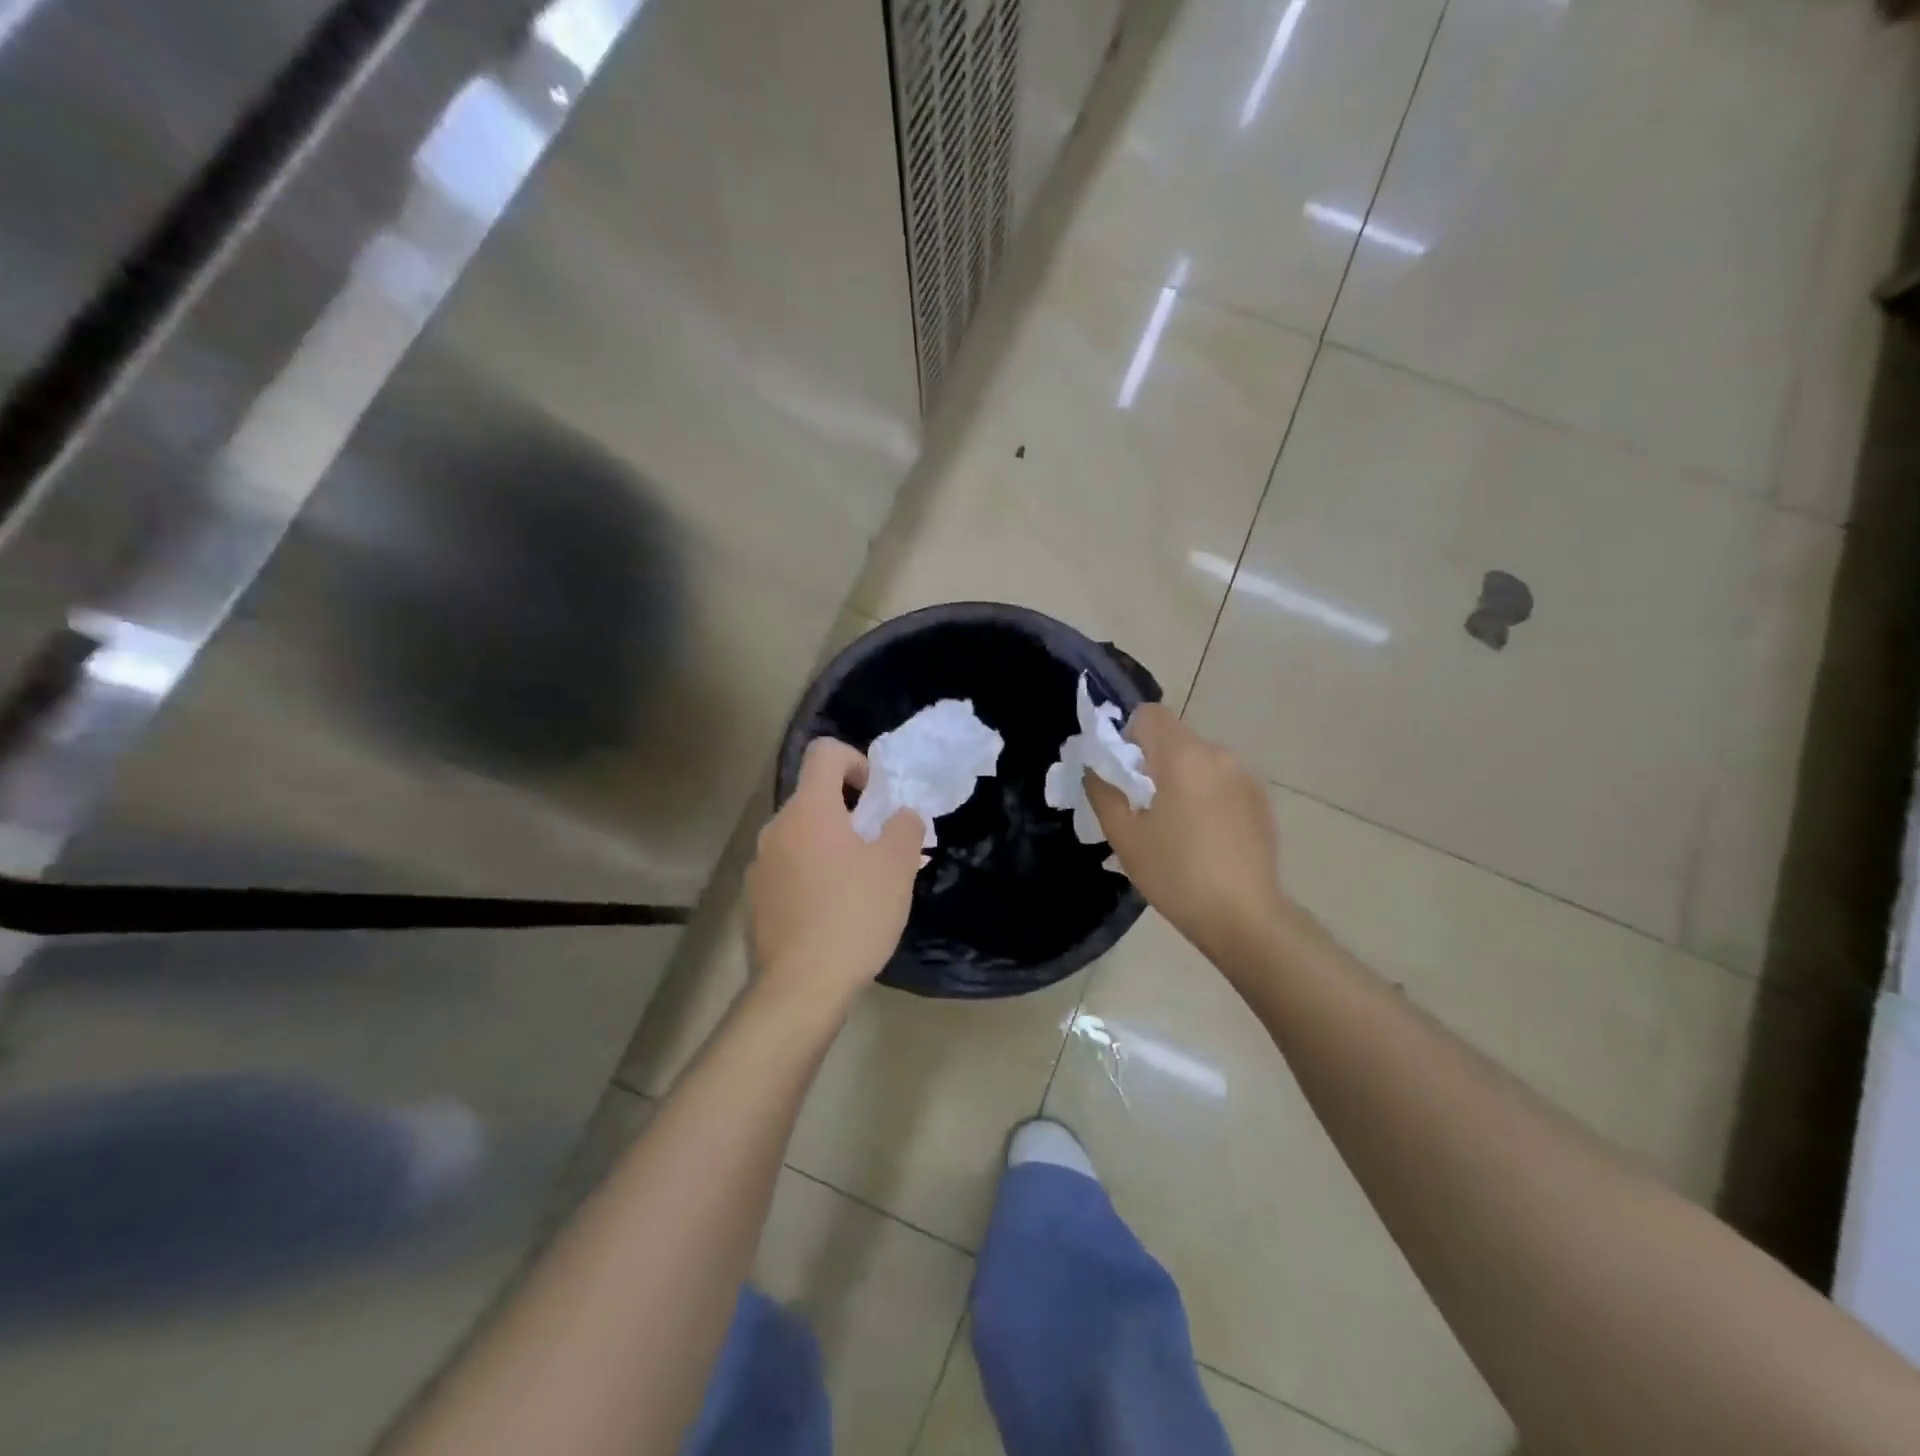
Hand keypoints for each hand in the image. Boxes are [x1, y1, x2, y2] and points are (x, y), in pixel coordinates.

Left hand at [747, 738, 924, 1008]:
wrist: (800, 987)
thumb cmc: (854, 915)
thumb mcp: (896, 867)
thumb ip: (904, 827)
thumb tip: (900, 816)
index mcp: (809, 809)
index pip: (824, 753)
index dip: (855, 761)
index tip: (875, 797)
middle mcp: (776, 828)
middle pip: (814, 798)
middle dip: (849, 814)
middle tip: (879, 849)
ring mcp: (760, 865)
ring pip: (802, 837)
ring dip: (830, 847)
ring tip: (859, 886)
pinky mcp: (754, 899)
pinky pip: (788, 869)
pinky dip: (811, 875)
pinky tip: (831, 913)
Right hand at [1084, 705, 1287, 961]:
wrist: (1245, 917)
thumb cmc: (1176, 874)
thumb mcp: (1125, 836)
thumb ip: (1102, 791)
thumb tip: (1094, 767)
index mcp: (1183, 756)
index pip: (1148, 714)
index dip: (1127, 735)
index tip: (1122, 774)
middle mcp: (1219, 754)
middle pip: (1174, 737)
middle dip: (1151, 761)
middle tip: (1141, 806)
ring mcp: (1245, 776)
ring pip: (1198, 760)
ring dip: (1179, 777)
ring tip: (1174, 826)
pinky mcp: (1260, 799)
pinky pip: (1221, 780)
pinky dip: (1204, 793)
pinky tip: (1203, 836)